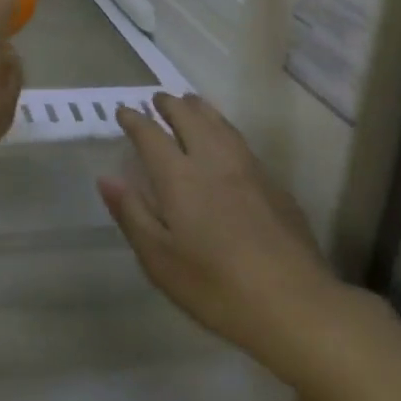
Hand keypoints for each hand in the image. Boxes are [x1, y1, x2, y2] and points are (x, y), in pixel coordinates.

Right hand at [99, 93, 334, 359]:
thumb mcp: (159, 259)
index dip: (135, 120)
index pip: (151, 136)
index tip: (124, 110)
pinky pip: (240, 139)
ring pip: (219, 123)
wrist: (293, 302)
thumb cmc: (215, 286)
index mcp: (180, 178)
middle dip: (170, 104)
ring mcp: (248, 168)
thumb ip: (132, 213)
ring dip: (199, 109)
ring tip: (189, 102)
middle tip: (157, 99)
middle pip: (189, 118)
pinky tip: (225, 138)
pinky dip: (223, 127)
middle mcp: (213, 161)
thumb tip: (107, 177)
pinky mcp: (273, 182)